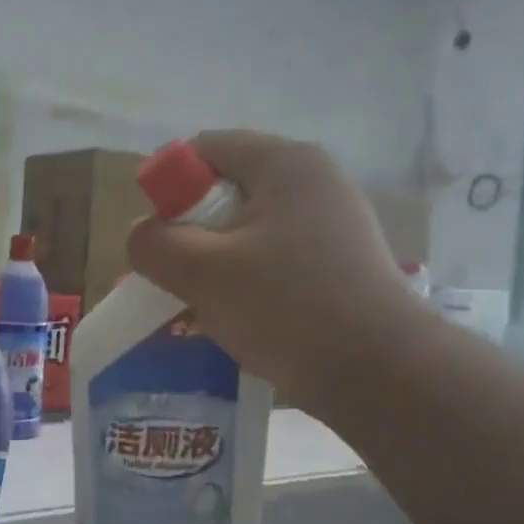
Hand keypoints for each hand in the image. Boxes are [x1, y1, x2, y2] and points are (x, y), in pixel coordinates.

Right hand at [126, 131, 420, 422]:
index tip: (157, 239)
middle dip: (191, 233)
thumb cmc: (288, 308)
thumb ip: (156, 245)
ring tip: (203, 306)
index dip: (167, 188)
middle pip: (228, 191)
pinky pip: (277, 259)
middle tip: (175, 278)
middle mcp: (315, 181)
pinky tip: (241, 319)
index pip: (204, 150)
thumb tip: (142, 234)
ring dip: (217, 263)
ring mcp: (335, 223)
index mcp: (285, 163)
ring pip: (251, 231)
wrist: (381, 373)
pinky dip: (250, 281)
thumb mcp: (204, 273)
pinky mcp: (343, 263)